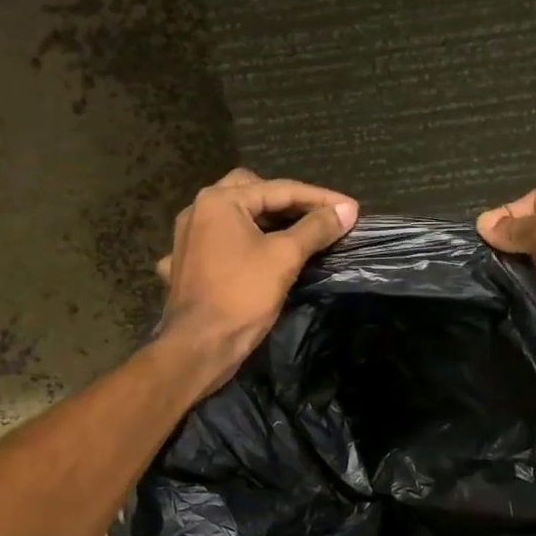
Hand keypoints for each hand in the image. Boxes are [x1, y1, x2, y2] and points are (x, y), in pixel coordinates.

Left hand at [157, 168, 359, 387]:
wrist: (199, 345)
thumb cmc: (242, 296)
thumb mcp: (285, 258)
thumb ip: (316, 229)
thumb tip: (347, 210)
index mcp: (220, 201)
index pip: (279, 189)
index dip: (319, 198)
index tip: (350, 208)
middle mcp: (198, 210)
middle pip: (251, 192)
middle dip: (285, 201)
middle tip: (315, 214)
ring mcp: (186, 238)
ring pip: (233, 218)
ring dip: (263, 221)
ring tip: (293, 232)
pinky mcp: (185, 265)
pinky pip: (218, 244)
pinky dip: (238, 245)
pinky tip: (249, 256)